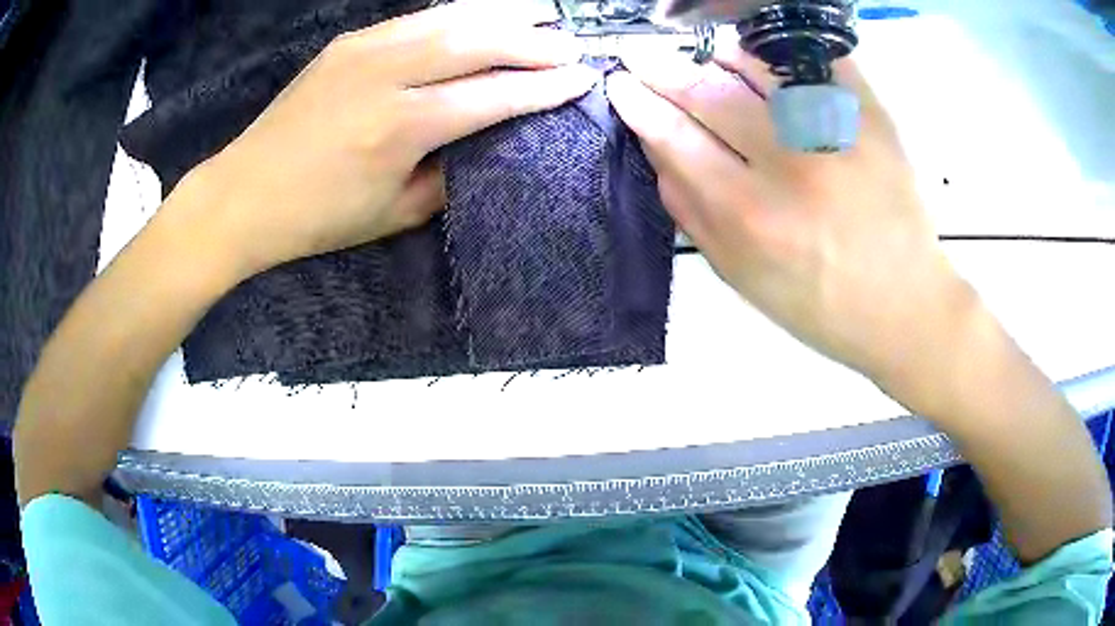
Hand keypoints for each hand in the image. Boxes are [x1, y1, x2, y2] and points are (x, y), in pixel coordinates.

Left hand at [182, 0, 595, 277]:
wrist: (244, 194)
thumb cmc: (317, 217)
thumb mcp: (393, 214)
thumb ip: (449, 176)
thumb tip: (486, 145)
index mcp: (401, 127)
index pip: (492, 96)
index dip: (542, 87)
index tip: (581, 79)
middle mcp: (387, 76)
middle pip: (478, 42)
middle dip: (534, 41)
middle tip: (571, 45)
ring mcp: (364, 50)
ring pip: (450, 18)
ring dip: (503, 14)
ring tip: (541, 15)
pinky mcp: (348, 43)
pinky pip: (417, 19)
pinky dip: (459, 14)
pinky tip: (481, 16)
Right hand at [607, 42, 975, 386]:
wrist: (904, 306)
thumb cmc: (819, 305)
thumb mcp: (741, 278)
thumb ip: (690, 214)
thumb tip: (656, 148)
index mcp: (751, 217)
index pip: (676, 138)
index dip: (641, 105)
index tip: (622, 84)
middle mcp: (790, 165)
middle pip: (710, 93)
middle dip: (665, 71)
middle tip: (645, 59)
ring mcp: (836, 133)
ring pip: (760, 64)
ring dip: (721, 54)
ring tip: (709, 56)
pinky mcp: (872, 118)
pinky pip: (818, 60)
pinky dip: (783, 49)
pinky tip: (766, 56)